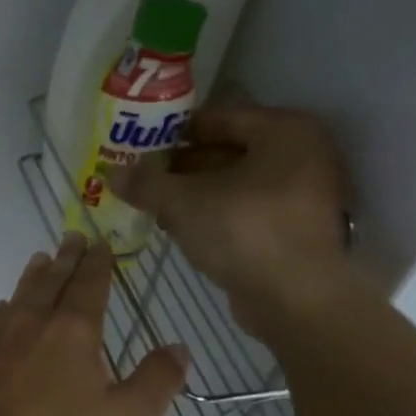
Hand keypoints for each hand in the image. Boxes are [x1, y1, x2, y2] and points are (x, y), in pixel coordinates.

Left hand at [0, 235, 186, 415]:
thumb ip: (156, 383)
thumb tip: (179, 348)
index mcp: (71, 333)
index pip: (89, 286)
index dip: (97, 264)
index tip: (100, 243)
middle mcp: (28, 324)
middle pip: (49, 282)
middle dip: (64, 259)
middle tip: (70, 237)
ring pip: (15, 298)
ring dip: (31, 278)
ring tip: (38, 262)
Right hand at [110, 104, 354, 337]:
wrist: (295, 298)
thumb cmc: (244, 231)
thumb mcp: (184, 202)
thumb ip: (147, 184)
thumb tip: (112, 173)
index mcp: (285, 130)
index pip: (219, 117)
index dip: (176, 131)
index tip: (142, 145)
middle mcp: (303, 154)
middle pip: (229, 150)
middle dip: (183, 166)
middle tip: (143, 177)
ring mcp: (303, 194)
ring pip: (236, 184)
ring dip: (195, 193)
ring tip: (154, 205)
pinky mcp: (294, 229)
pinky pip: (246, 210)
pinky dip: (215, 214)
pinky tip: (181, 228)